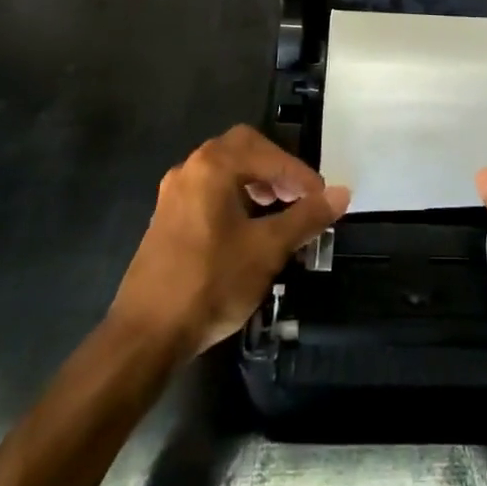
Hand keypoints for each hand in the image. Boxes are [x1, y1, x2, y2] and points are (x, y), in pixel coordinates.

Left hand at [111, 125, 349, 359]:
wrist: (145, 336)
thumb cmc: (210, 283)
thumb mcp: (267, 250)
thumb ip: (306, 217)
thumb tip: (341, 194)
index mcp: (213, 166)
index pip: (269, 154)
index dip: (300, 174)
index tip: (322, 199)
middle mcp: (190, 169)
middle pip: (243, 148)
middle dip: (276, 168)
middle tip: (297, 195)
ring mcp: (174, 193)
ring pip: (224, 169)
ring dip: (256, 181)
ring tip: (278, 211)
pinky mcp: (167, 218)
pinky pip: (209, 190)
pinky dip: (235, 196)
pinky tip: (248, 228)